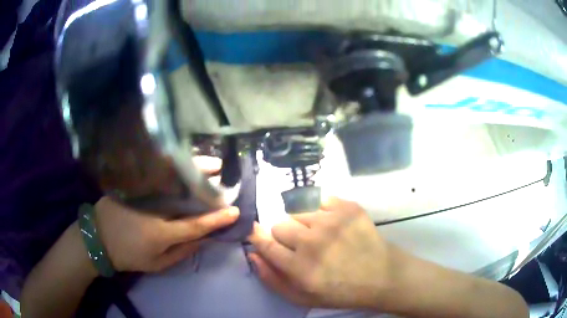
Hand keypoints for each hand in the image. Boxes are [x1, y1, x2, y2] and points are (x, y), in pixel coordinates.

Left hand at [94, 156, 237, 272]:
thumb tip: (204, 240)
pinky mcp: (133, 184)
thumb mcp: (157, 264)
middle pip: (185, 194)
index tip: (234, 211)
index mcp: (161, 232)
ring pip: (172, 179)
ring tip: (210, 162)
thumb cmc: (129, 255)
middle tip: (224, 173)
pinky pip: (157, 174)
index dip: (216, 219)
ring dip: (193, 169)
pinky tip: (184, 160)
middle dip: (207, 183)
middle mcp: (154, 209)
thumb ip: (182, 252)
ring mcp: (143, 193)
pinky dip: (174, 167)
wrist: (98, 238)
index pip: (195, 225)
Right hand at [248, 197, 391, 309]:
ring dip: (304, 223)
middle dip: (285, 235)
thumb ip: (272, 279)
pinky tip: (333, 223)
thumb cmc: (340, 292)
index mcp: (299, 268)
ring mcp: (332, 221)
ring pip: (298, 212)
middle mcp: (312, 242)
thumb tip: (253, 254)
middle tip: (302, 245)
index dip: (258, 237)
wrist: (381, 276)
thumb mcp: (302, 297)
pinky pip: (319, 200)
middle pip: (279, 225)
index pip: (265, 243)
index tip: (257, 233)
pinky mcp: (348, 207)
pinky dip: (322, 210)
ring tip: (321, 235)